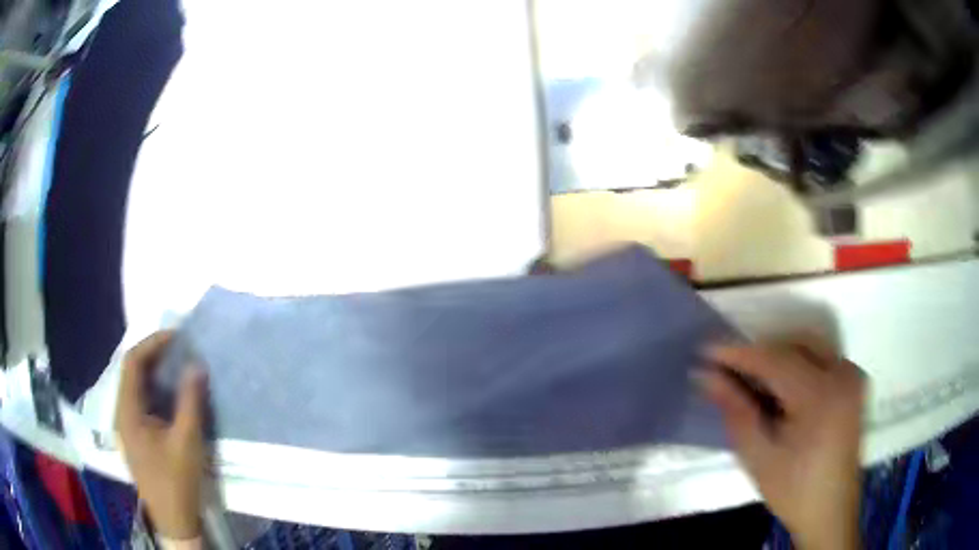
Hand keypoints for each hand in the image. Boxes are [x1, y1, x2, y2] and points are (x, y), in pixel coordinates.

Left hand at [116, 331, 206, 539]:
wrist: (173, 519)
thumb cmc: (177, 480)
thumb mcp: (187, 441)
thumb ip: (190, 401)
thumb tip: (196, 366)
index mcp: (127, 411)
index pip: (132, 363)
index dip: (152, 344)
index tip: (177, 337)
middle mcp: (121, 413)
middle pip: (131, 372)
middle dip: (154, 355)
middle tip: (179, 349)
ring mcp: (126, 426)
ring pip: (135, 387)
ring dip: (154, 373)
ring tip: (177, 367)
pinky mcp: (134, 436)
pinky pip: (140, 402)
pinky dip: (154, 391)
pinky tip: (170, 396)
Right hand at [700, 336, 864, 549]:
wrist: (831, 511)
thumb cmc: (793, 490)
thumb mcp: (759, 457)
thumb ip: (736, 411)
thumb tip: (707, 376)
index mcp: (821, 396)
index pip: (775, 360)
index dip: (739, 353)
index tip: (706, 351)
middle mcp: (843, 374)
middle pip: (794, 345)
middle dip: (760, 353)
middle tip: (729, 370)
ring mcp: (852, 376)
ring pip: (809, 346)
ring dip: (778, 356)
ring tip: (753, 380)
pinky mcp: (854, 382)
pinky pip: (822, 357)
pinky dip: (797, 364)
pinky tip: (782, 389)